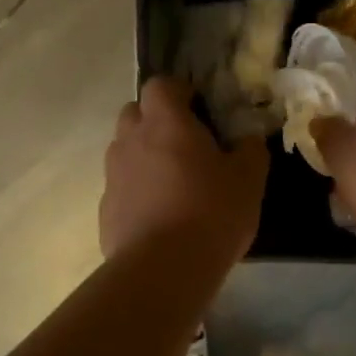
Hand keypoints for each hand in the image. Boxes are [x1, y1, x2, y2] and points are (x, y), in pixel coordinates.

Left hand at [100, 77, 267, 265]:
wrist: (162, 270)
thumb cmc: (211, 212)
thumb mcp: (248, 179)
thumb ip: (250, 151)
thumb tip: (248, 139)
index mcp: (165, 122)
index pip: (160, 85)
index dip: (178, 91)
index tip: (198, 108)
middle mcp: (131, 140)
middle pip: (134, 113)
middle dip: (156, 120)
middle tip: (186, 143)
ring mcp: (113, 175)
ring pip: (125, 150)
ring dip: (145, 155)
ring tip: (173, 182)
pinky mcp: (105, 209)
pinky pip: (121, 186)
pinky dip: (137, 190)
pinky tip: (160, 215)